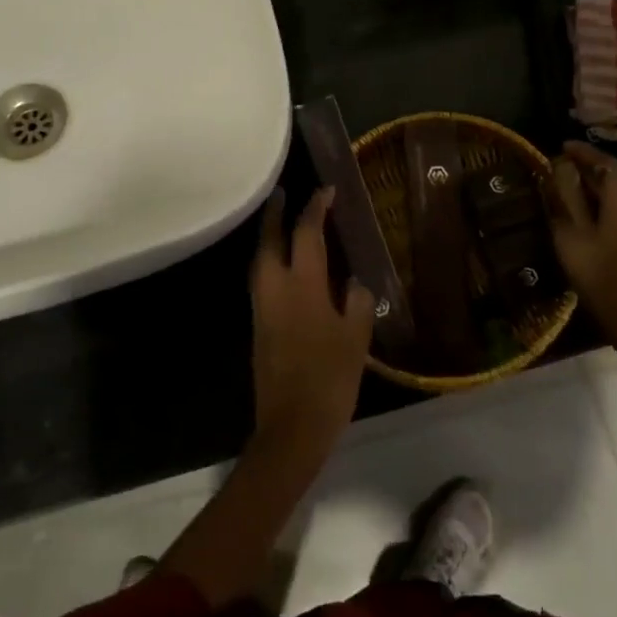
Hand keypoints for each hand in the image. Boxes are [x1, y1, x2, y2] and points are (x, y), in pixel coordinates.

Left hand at [249, 188, 375, 469]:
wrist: (291, 427)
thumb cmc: (329, 379)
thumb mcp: (356, 339)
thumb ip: (358, 303)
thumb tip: (355, 283)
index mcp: (303, 286)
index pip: (307, 234)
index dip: (316, 208)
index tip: (326, 190)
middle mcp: (275, 289)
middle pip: (270, 240)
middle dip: (277, 214)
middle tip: (284, 193)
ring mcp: (262, 308)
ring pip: (261, 260)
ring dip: (270, 236)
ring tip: (283, 223)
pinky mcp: (259, 327)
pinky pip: (262, 280)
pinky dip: (270, 261)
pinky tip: (285, 267)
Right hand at [548, 141, 616, 378]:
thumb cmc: (608, 284)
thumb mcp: (573, 243)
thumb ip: (565, 204)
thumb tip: (560, 174)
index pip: (604, 163)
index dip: (582, 152)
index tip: (563, 146)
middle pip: (616, 181)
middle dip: (589, 175)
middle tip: (562, 176)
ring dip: (602, 197)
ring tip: (575, 202)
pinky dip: (615, 213)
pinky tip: (598, 226)